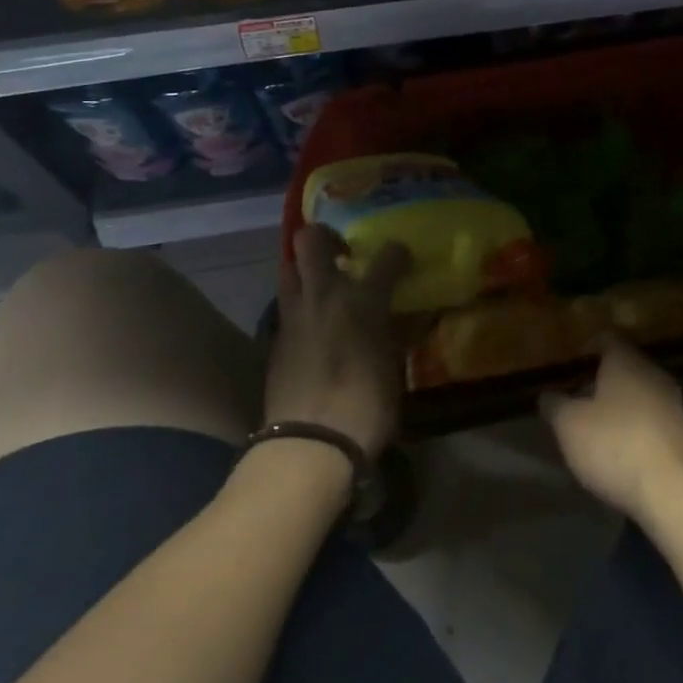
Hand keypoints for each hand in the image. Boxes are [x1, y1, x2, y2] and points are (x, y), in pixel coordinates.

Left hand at [263, 227, 408, 456]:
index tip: (401, 258)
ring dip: (305, 270)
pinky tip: (311, 327)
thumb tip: (407, 318)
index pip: (387, 256)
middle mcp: (324, 296)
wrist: (310, 445)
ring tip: (323, 288)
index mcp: (363, 300)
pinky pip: (286, 307)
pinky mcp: (275, 340)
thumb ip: (397, 334)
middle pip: (311, 239)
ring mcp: (294, 315)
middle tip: (342, 254)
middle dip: (325, 236)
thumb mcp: (394, 367)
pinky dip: (299, 307)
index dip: (397, 252)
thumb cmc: (366, 407)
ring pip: (289, 268)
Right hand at [541, 337, 682, 524]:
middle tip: (578, 400)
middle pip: (624, 366)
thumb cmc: (615, 445)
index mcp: (626, 360)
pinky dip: (636, 428)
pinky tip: (622, 452)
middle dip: (601, 380)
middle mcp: (652, 372)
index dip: (586, 349)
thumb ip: (555, 405)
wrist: (675, 493)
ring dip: (620, 406)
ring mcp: (673, 403)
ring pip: (640, 393)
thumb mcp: (569, 426)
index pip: (606, 338)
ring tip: (597, 429)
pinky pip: (653, 419)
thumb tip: (548, 395)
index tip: (570, 367)